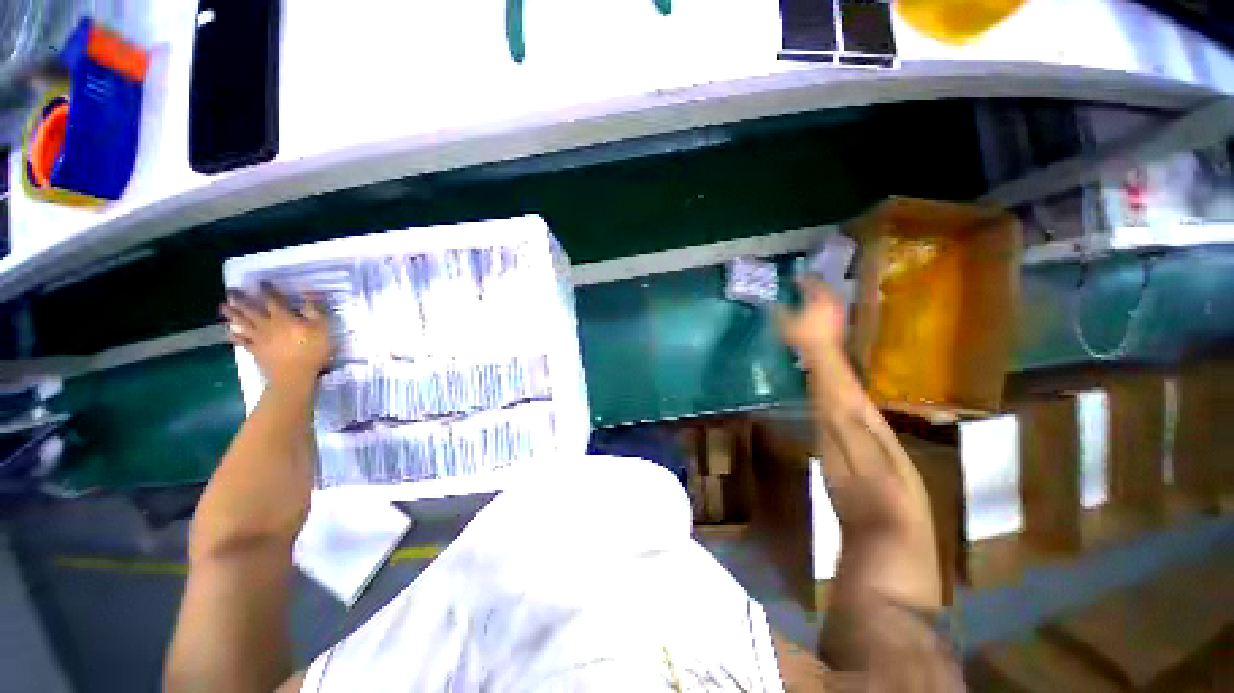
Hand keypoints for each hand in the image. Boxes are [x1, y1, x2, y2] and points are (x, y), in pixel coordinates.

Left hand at [221, 284, 332, 389]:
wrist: (295, 376)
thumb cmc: (312, 351)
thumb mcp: (322, 328)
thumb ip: (313, 310)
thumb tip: (307, 291)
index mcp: (283, 318)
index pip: (273, 299)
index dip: (267, 289)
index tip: (261, 281)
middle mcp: (267, 325)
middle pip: (251, 309)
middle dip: (240, 299)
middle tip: (230, 290)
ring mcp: (259, 339)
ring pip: (242, 323)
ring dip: (232, 314)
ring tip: (222, 307)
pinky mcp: (256, 351)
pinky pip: (242, 342)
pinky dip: (235, 336)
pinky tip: (229, 332)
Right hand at [777, 275, 846, 360]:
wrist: (824, 354)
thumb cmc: (804, 336)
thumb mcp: (786, 324)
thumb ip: (779, 312)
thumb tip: (772, 304)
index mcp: (819, 298)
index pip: (810, 283)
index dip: (801, 279)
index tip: (794, 277)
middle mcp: (831, 301)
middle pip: (824, 287)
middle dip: (814, 284)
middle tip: (805, 283)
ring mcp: (839, 311)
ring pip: (830, 296)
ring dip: (821, 293)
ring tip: (812, 294)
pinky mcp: (842, 321)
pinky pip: (833, 305)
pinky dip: (826, 303)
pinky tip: (819, 308)